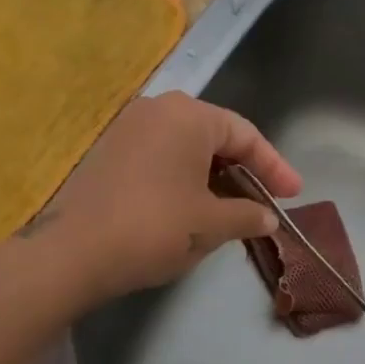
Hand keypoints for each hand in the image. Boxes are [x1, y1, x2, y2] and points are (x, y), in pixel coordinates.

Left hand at [33, 93, 302, 301]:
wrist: (71, 253)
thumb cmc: (155, 227)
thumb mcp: (212, 224)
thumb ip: (248, 215)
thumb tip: (267, 218)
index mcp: (189, 115)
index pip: (245, 135)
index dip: (274, 167)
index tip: (293, 195)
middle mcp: (157, 110)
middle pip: (215, 137)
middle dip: (244, 171)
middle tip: (265, 200)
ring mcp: (127, 129)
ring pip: (186, 148)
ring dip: (214, 177)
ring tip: (232, 209)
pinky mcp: (106, 153)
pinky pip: (160, 158)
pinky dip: (184, 179)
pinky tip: (192, 208)